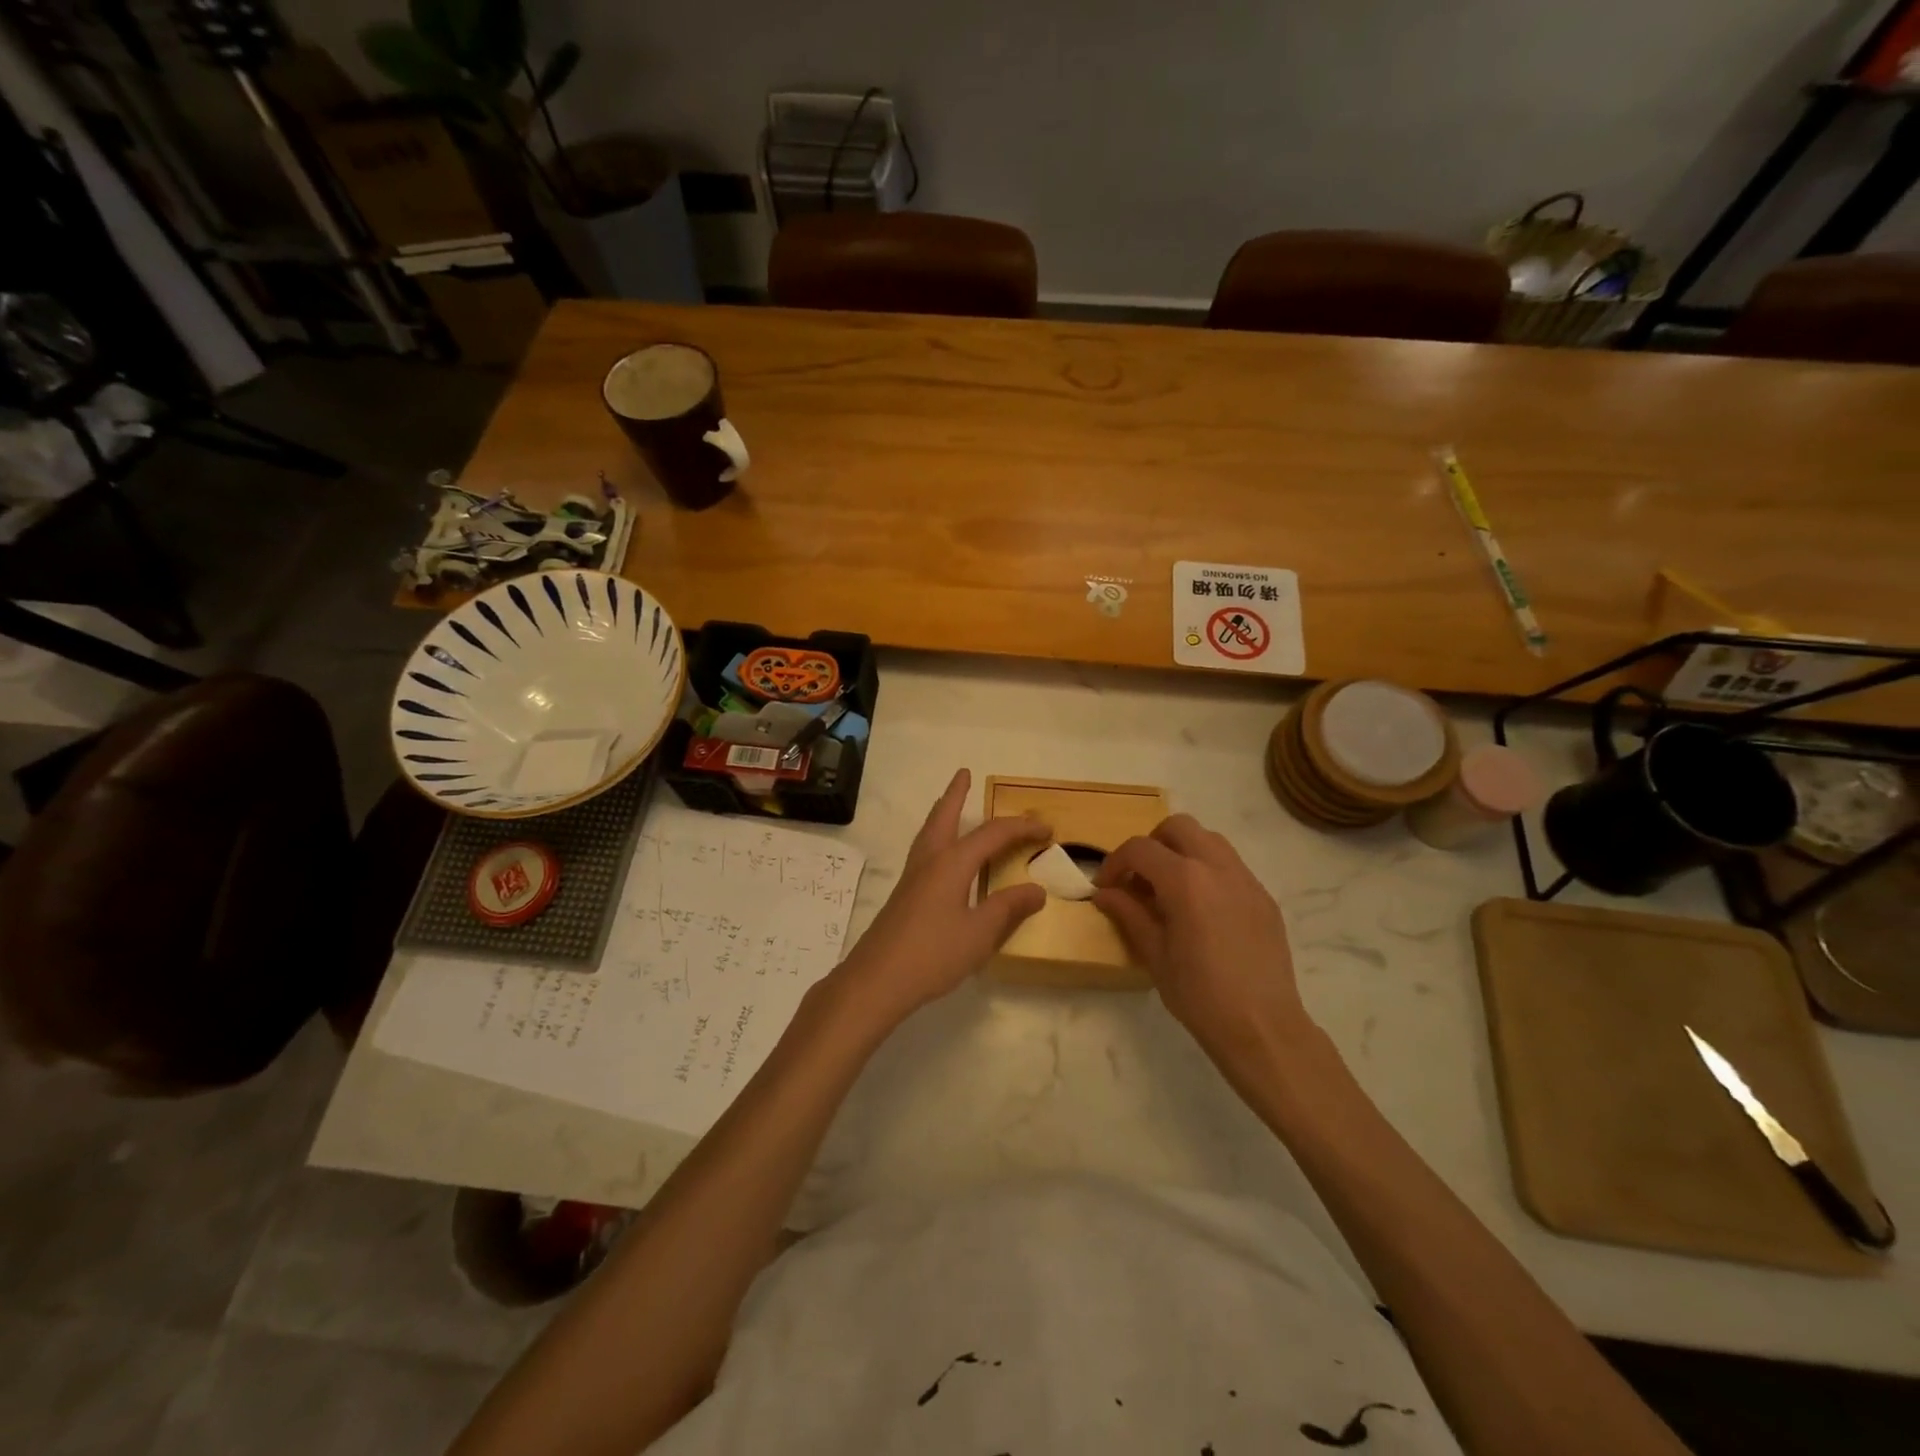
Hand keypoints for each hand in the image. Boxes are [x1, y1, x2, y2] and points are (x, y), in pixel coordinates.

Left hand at [824, 770, 1048, 1034]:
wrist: (876, 980)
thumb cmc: (932, 954)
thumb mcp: (980, 933)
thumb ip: (1008, 908)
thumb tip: (1037, 889)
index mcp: (951, 863)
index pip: (992, 834)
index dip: (1021, 828)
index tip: (1046, 828)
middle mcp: (929, 861)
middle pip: (943, 817)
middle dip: (956, 794)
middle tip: (964, 774)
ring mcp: (912, 878)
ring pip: (929, 833)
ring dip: (942, 813)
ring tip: (951, 805)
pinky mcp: (904, 896)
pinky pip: (925, 852)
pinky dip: (937, 838)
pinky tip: (942, 858)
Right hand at [1092, 814, 1314, 1068]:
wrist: (1262, 1027)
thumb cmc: (1199, 995)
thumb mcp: (1153, 954)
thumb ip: (1128, 913)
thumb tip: (1104, 893)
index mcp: (1186, 880)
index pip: (1140, 849)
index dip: (1115, 863)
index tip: (1105, 887)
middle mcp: (1218, 867)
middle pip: (1178, 827)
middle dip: (1152, 844)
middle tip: (1139, 879)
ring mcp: (1246, 880)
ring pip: (1209, 840)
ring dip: (1182, 852)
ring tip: (1169, 889)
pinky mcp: (1264, 897)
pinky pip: (1230, 866)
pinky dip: (1207, 871)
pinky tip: (1201, 910)